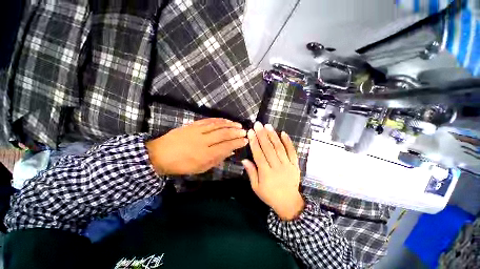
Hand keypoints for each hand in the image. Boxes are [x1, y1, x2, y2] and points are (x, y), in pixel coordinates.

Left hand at [146, 118, 247, 174]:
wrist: (160, 154)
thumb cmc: (182, 165)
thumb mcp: (201, 168)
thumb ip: (217, 159)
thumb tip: (230, 151)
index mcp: (205, 154)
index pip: (226, 146)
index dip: (237, 143)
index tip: (245, 140)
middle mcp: (203, 141)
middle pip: (223, 134)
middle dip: (236, 132)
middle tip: (245, 131)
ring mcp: (197, 131)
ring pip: (217, 125)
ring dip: (229, 125)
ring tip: (238, 125)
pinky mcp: (193, 125)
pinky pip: (209, 120)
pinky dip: (219, 120)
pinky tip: (225, 120)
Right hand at [242, 122, 304, 220]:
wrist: (289, 202)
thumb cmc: (269, 195)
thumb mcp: (256, 187)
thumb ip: (251, 172)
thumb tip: (244, 160)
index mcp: (266, 173)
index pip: (259, 154)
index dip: (254, 142)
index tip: (250, 132)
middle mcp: (277, 167)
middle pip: (268, 148)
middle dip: (262, 135)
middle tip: (258, 124)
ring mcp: (287, 165)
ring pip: (279, 148)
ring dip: (273, 135)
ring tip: (268, 126)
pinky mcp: (295, 165)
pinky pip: (292, 151)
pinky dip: (288, 142)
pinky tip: (284, 133)